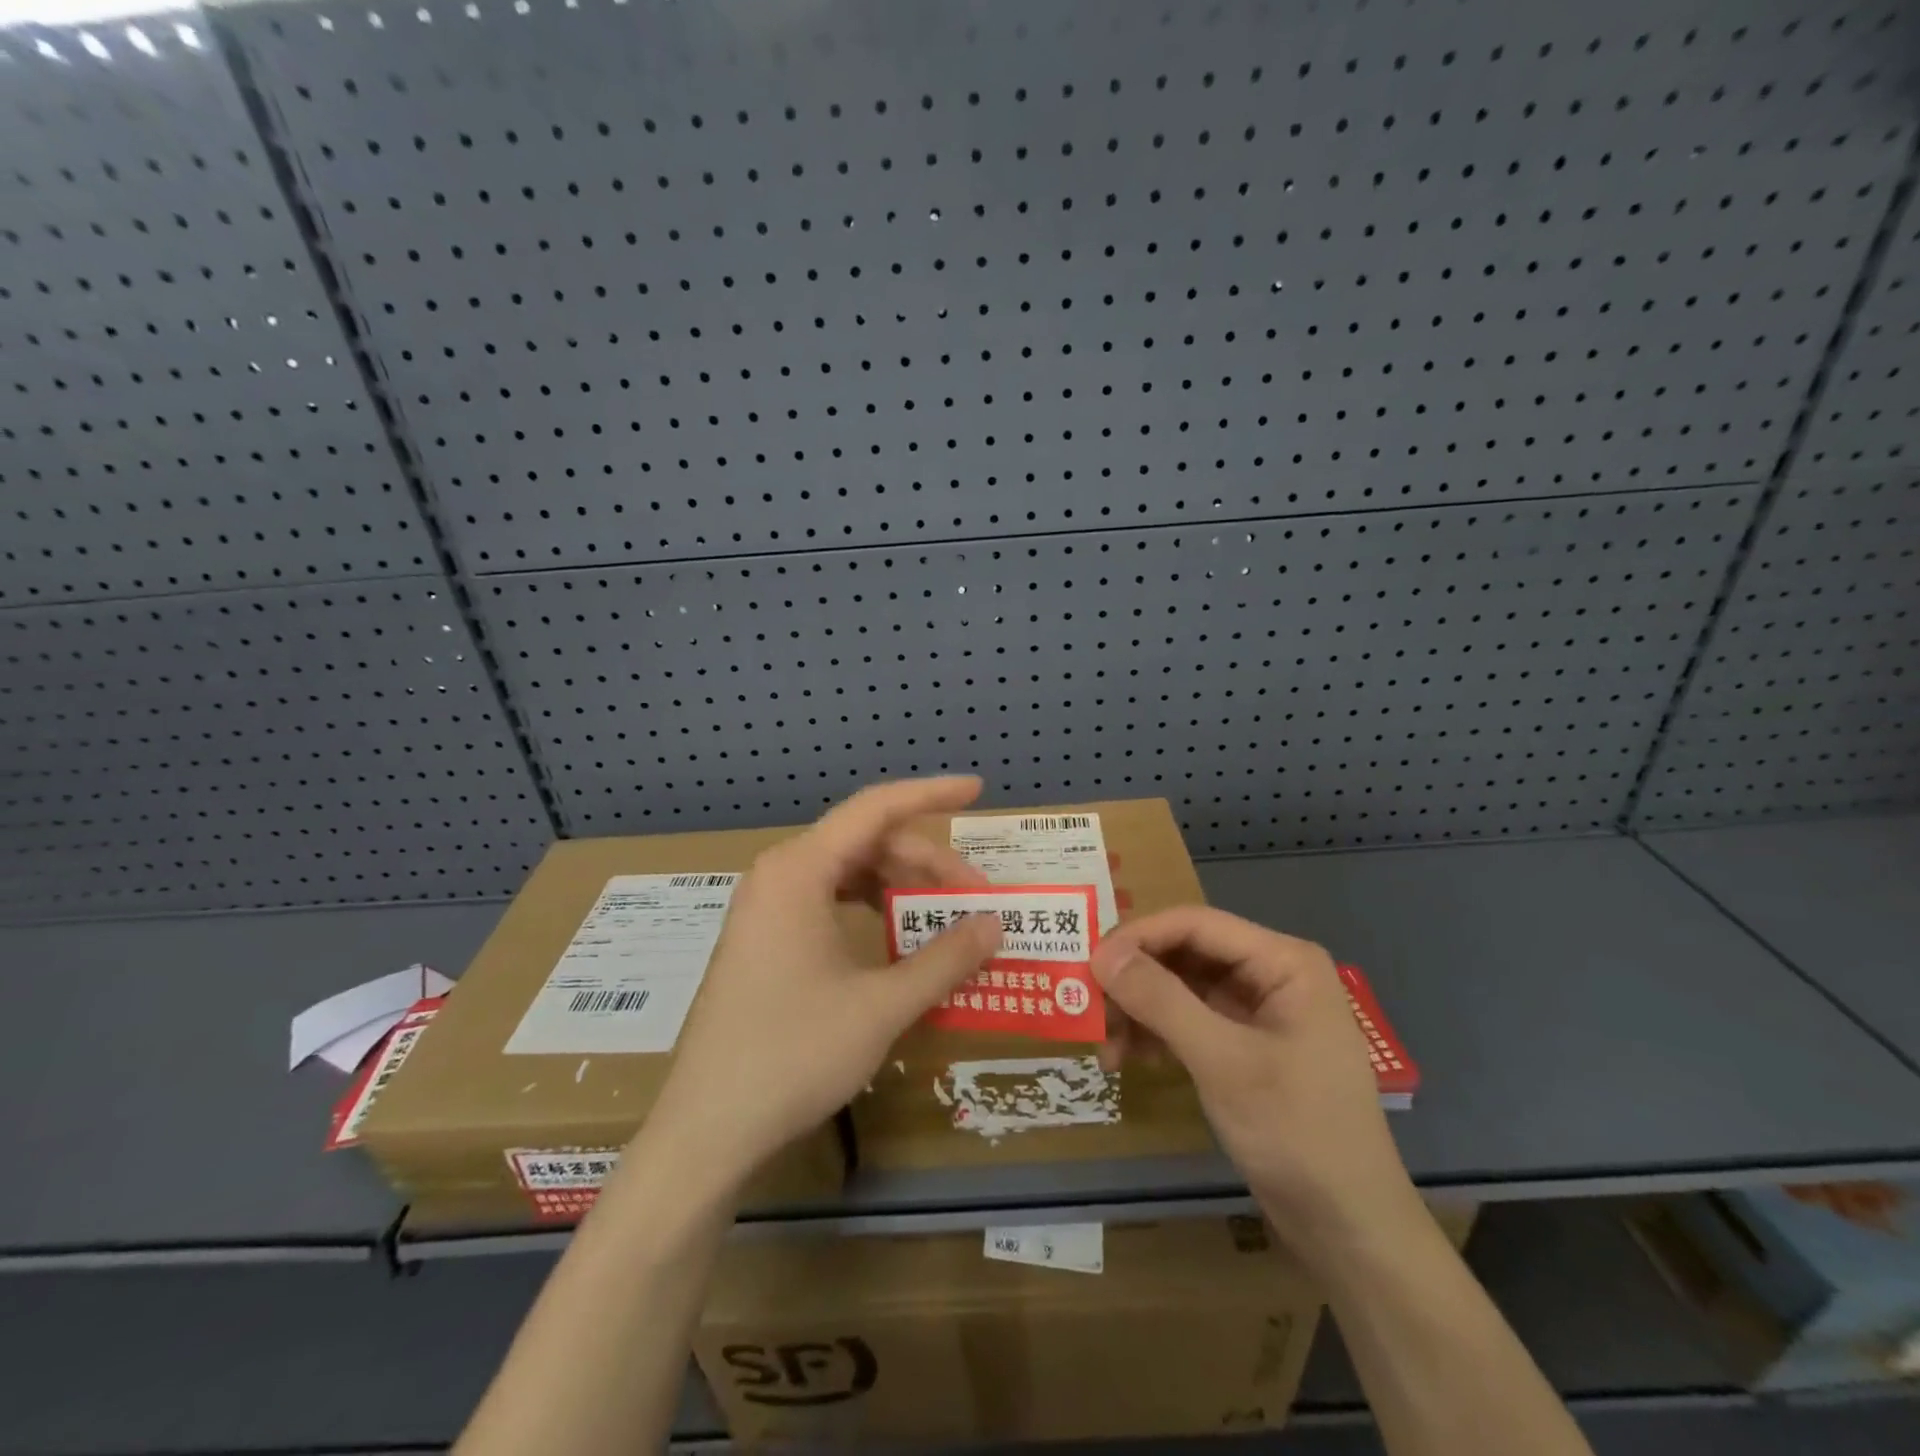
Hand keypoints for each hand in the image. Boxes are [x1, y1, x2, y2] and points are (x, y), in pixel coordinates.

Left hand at [650, 777, 1001, 1181]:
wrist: (706, 1131)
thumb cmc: (793, 1056)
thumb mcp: (881, 1006)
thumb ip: (945, 959)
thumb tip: (994, 924)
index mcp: (799, 870)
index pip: (876, 809)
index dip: (931, 794)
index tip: (978, 789)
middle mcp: (779, 875)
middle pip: (866, 844)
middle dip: (926, 864)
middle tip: (976, 899)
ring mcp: (767, 908)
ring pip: (848, 873)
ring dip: (901, 888)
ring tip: (944, 919)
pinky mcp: (764, 939)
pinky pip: (828, 902)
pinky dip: (871, 910)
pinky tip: (897, 940)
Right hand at [1091, 907, 1419, 1257]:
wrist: (1349, 1229)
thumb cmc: (1297, 1132)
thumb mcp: (1223, 1062)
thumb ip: (1162, 1001)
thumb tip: (1101, 955)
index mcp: (1283, 962)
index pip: (1195, 924)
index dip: (1138, 937)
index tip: (1089, 965)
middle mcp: (1271, 974)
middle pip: (1185, 953)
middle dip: (1135, 979)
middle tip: (1089, 1006)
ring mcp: (1258, 1010)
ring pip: (1181, 988)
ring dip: (1140, 1010)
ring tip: (1105, 1046)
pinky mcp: (1245, 1045)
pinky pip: (1189, 1020)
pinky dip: (1157, 1034)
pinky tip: (1129, 1059)